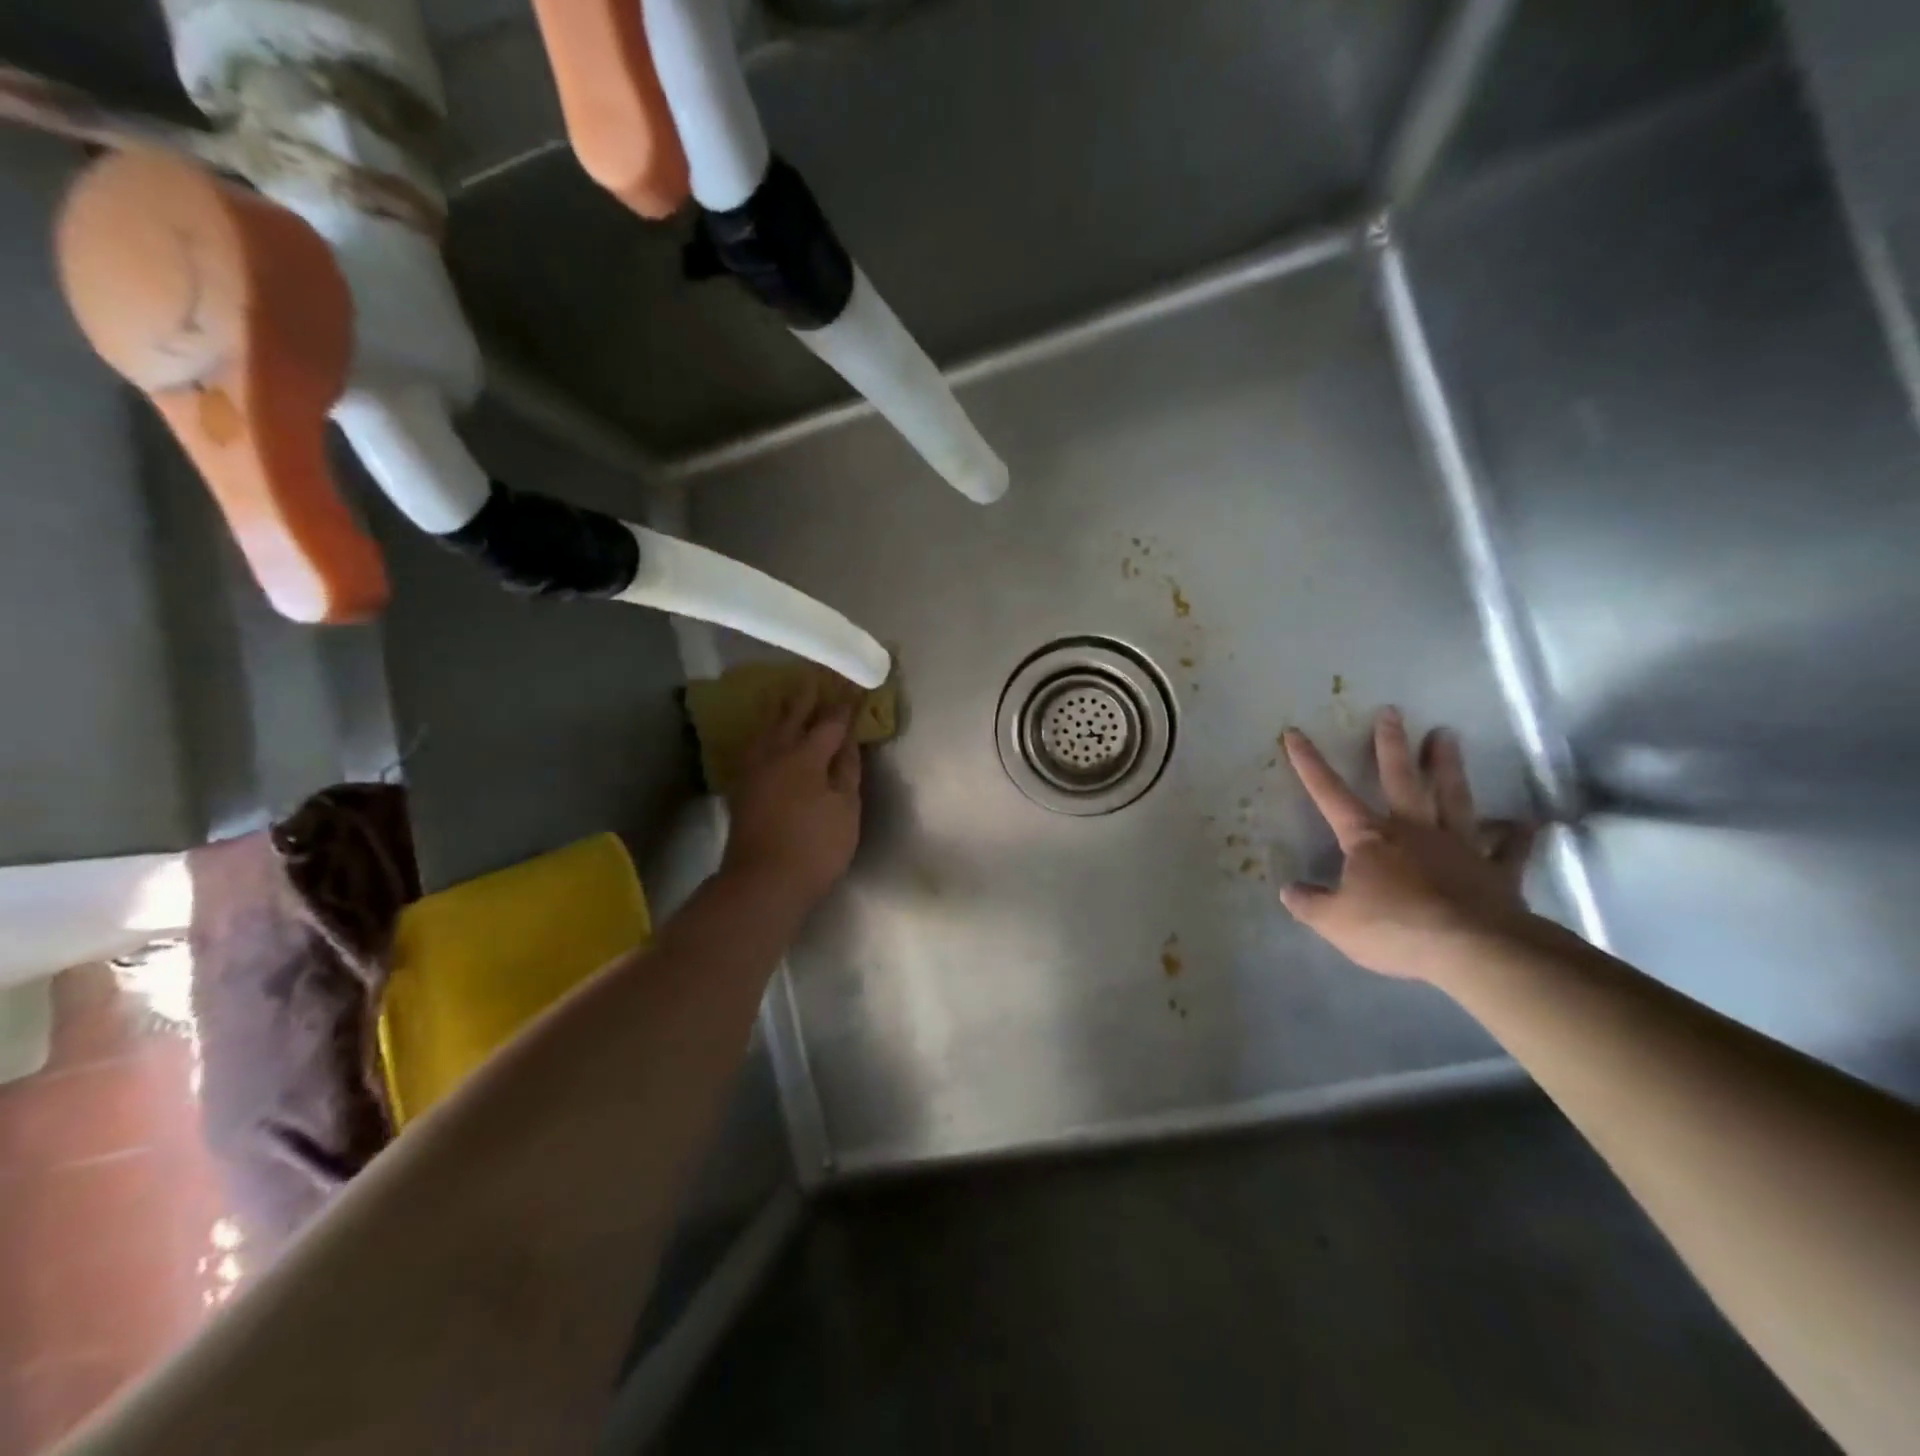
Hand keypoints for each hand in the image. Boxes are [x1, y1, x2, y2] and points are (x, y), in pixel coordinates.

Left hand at [721, 683, 863, 909]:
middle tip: (818, 675)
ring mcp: (755, 769)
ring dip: (781, 707)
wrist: (763, 882)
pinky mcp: (743, 785)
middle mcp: (776, 753)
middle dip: (808, 695)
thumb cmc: (815, 847)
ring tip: (788, 692)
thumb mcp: (845, 809)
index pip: (830, 722)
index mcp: (806, 757)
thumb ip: (847, 770)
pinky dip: (765, 729)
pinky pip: (755, 743)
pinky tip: (767, 732)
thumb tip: (848, 740)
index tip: (855, 686)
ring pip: (768, 727)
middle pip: (793, 715)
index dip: (845, 705)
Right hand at [1280, 709, 1535, 980]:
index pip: (1329, 793)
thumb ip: (1310, 904)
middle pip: (1401, 779)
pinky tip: (1527, 823)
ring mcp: (1459, 847)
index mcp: (1369, 839)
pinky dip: (1517, 835)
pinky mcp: (1496, 872)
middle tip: (1392, 712)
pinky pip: (1509, 849)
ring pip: (1453, 797)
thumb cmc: (1395, 929)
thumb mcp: (1335, 922)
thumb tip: (1289, 891)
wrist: (1473, 950)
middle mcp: (1413, 831)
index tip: (1295, 732)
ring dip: (1449, 766)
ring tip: (1448, 735)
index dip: (1309, 763)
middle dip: (1392, 745)